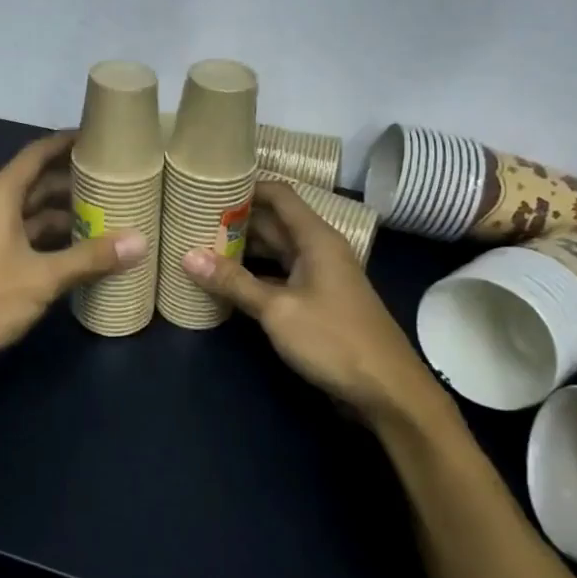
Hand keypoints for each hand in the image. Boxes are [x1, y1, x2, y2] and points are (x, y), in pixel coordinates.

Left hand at [0, 131, 147, 378]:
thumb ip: (90, 258)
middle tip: (118, 180)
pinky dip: (54, 237)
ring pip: (34, 212)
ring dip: (66, 212)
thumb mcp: (43, 277)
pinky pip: (28, 235)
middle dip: (74, 180)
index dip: (67, 142)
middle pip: (38, 182)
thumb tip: (140, 240)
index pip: (37, 153)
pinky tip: (82, 250)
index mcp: (0, 195)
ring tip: (110, 214)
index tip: (102, 137)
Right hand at [181, 181, 449, 430]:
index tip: (209, 185)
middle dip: (236, 220)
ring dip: (242, 249)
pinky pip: (279, 276)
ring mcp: (319, 277)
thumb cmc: (334, 339)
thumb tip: (187, 256)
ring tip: (200, 245)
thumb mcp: (277, 310)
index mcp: (316, 238)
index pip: (279, 194)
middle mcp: (318, 249)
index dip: (246, 186)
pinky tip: (226, 282)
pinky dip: (254, 275)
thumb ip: (234, 282)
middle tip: (192, 218)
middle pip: (273, 222)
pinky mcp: (317, 302)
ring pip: (275, 251)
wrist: (388, 392)